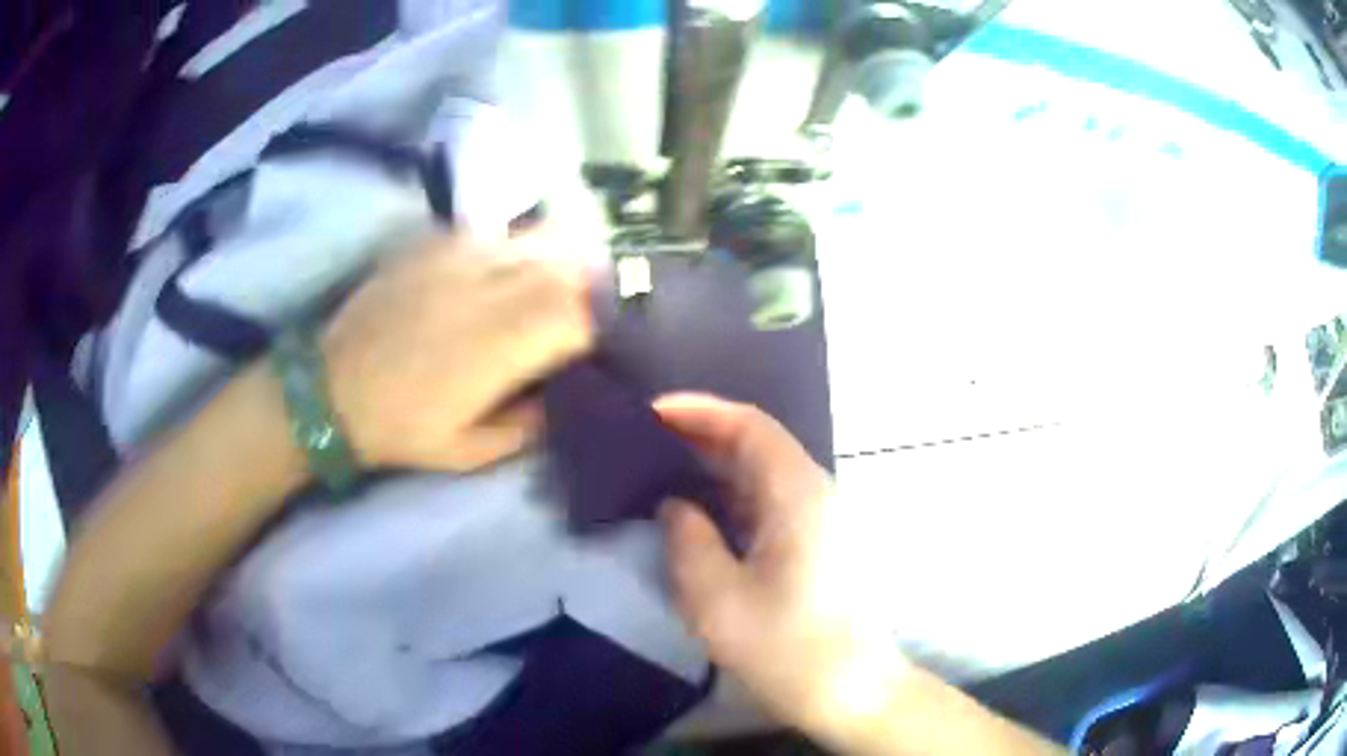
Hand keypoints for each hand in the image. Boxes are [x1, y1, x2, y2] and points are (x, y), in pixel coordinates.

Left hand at [324, 232, 592, 470]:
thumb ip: (529, 427)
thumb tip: (568, 397)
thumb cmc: (400, 428)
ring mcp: (460, 258)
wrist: (330, 390)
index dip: (601, 331)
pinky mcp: (435, 244)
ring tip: (557, 286)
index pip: (579, 318)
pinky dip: (517, 247)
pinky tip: (509, 270)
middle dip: (590, 290)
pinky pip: (496, 233)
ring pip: (537, 239)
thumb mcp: (469, 451)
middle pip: (568, 269)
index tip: (595, 350)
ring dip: (560, 261)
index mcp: (499, 345)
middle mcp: (488, 289)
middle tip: (588, 314)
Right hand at [656, 394, 906, 742]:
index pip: (750, 426)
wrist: (850, 691)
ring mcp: (822, 520)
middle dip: (702, 437)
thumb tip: (676, 505)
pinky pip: (771, 503)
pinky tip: (701, 514)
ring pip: (764, 475)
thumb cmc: (785, 648)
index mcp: (798, 495)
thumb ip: (688, 540)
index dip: (700, 411)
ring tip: (662, 472)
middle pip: (758, 445)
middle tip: (647, 443)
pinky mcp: (819, 544)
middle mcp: (816, 494)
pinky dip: (732, 498)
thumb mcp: (717, 599)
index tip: (652, 413)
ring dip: (716, 468)